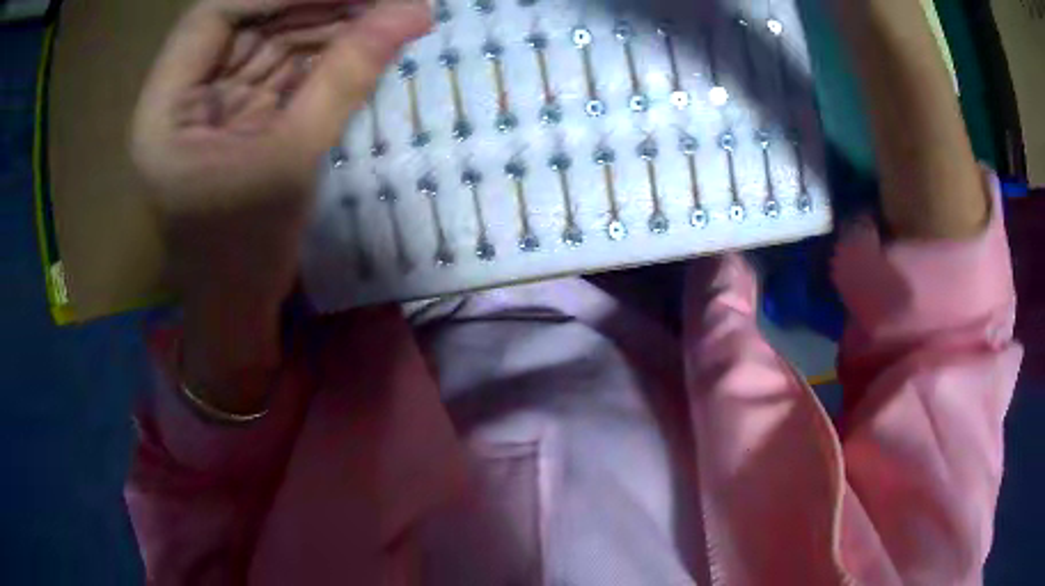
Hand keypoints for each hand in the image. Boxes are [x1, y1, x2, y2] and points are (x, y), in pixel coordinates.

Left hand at [131, 0, 430, 412]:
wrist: (238, 309)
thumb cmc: (244, 255)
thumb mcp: (291, 163)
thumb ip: (346, 79)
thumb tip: (412, 12)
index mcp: (164, 110)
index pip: (214, 16)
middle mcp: (182, 95)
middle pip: (248, 19)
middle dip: (316, 3)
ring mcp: (212, 102)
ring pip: (271, 37)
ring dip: (329, 22)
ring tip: (387, 12)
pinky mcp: (239, 113)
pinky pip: (283, 65)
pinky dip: (325, 52)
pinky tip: (366, 39)